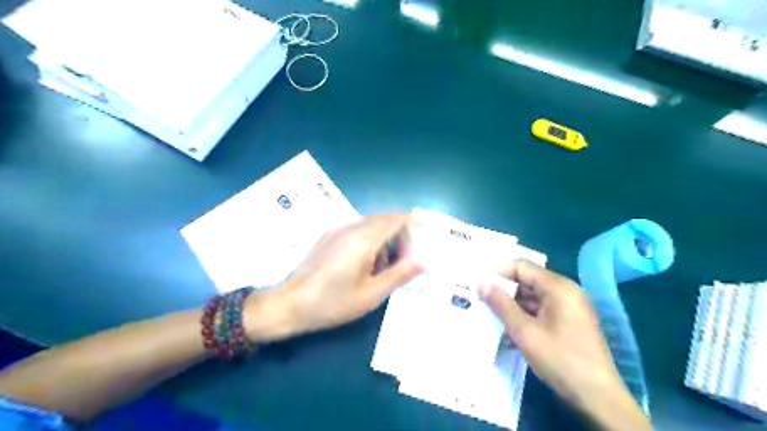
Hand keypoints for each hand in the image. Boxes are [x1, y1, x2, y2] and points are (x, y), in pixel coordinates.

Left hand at [248, 213, 422, 341]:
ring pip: (372, 224)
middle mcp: (352, 226)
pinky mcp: (329, 235)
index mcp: (365, 239)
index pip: (398, 218)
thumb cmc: (333, 302)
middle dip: (399, 238)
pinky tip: (362, 266)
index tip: (413, 253)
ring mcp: (338, 229)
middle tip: (400, 265)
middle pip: (386, 219)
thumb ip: (400, 274)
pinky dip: (369, 241)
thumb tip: (424, 261)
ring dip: (384, 241)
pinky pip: (357, 229)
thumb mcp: (372, 294)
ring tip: (380, 270)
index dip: (412, 230)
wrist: (290, 304)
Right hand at [480, 261, 648, 428]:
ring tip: (491, 318)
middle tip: (480, 299)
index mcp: (558, 287)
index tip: (478, 282)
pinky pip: (541, 312)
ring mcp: (569, 308)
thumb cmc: (560, 359)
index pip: (522, 267)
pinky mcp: (569, 323)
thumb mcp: (524, 332)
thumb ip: (501, 305)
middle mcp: (566, 292)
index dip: (498, 272)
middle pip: (527, 281)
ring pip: (533, 298)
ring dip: (512, 308)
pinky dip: (525, 318)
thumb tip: (481, 284)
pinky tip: (510, 335)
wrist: (598, 398)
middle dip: (504, 291)